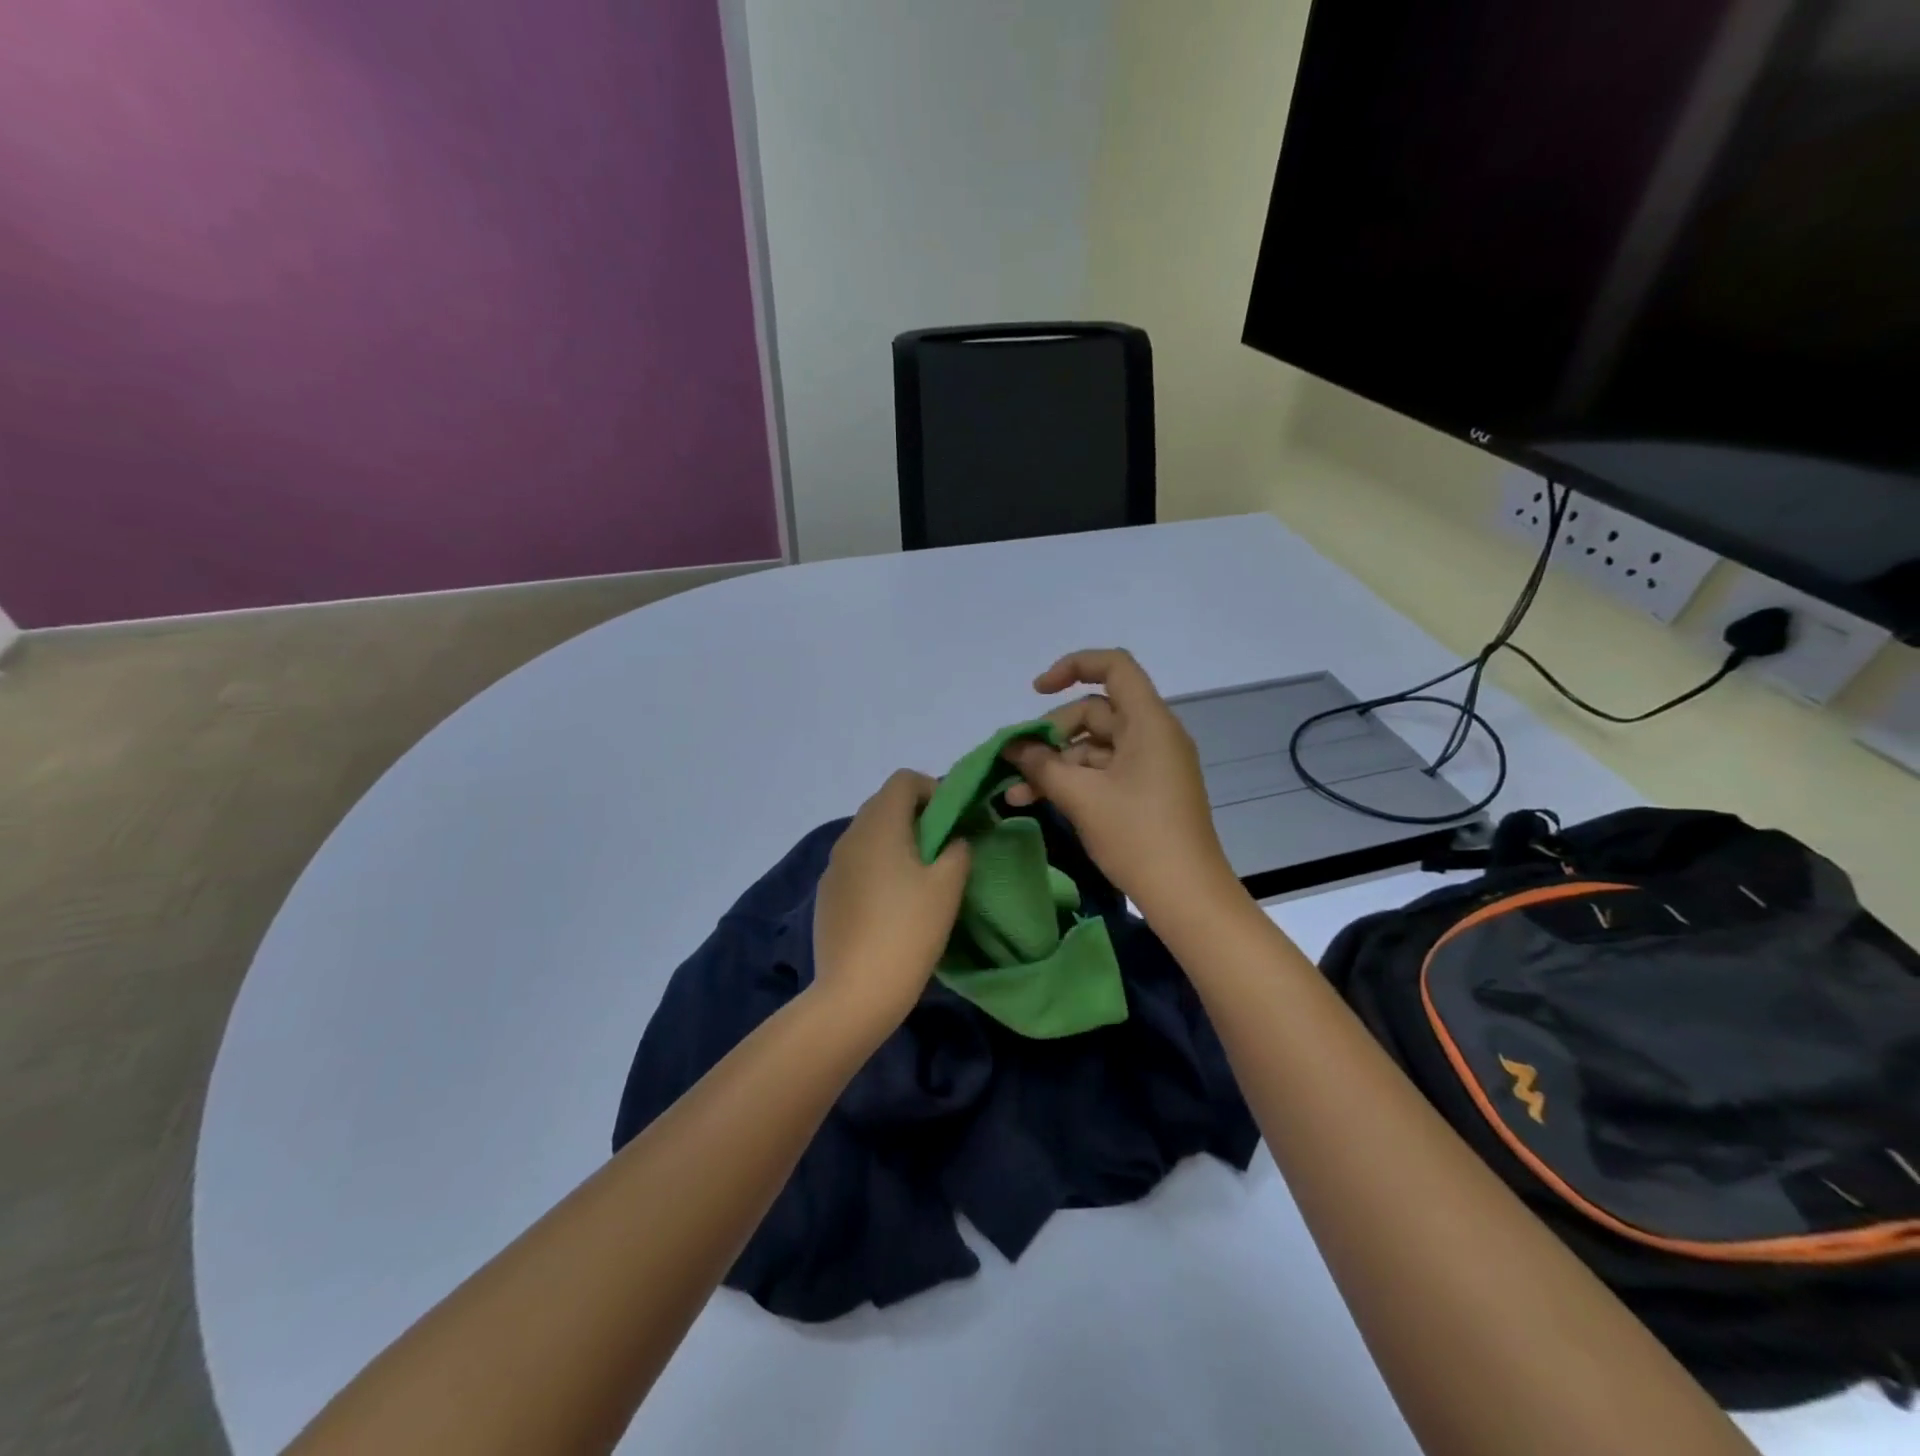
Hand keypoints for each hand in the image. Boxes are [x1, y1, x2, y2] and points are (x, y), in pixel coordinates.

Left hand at [811, 770, 971, 1034]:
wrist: (855, 992)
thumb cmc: (908, 931)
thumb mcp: (948, 887)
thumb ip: (958, 850)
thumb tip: (953, 841)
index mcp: (879, 825)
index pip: (903, 780)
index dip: (932, 789)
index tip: (953, 819)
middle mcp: (850, 836)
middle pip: (884, 804)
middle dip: (916, 816)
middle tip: (944, 847)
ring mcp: (833, 866)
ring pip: (869, 835)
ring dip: (896, 842)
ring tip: (921, 877)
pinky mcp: (826, 894)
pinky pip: (856, 863)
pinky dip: (877, 866)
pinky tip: (892, 903)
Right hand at [1003, 649, 1239, 920]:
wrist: (1186, 896)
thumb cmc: (1137, 836)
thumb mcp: (1081, 797)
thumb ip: (1042, 765)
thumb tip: (1014, 748)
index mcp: (1149, 722)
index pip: (1114, 666)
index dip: (1073, 667)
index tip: (1037, 691)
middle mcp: (1153, 735)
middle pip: (1095, 712)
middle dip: (1051, 734)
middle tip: (1018, 762)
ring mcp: (1152, 765)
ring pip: (1094, 747)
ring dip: (1056, 765)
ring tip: (1017, 793)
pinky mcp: (1147, 791)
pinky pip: (1104, 772)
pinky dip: (1074, 782)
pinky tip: (1038, 801)